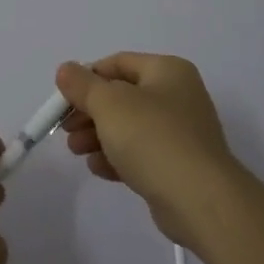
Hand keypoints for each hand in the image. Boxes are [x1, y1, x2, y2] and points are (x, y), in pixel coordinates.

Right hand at [57, 53, 242, 249]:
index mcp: (167, 70)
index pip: (117, 63)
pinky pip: (141, 153)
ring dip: (98, 136)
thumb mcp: (109, 104)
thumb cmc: (152, 138)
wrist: (200, 200)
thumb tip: (66, 70)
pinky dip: (117, 157)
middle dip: (89, 112)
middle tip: (66, 129)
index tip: (63, 100)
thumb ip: (82, 85)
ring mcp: (181, 132)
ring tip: (76, 152)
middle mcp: (178, 95)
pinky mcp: (179, 165)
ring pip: (129, 126)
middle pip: (121, 96)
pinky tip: (99, 169)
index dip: (86, 78)